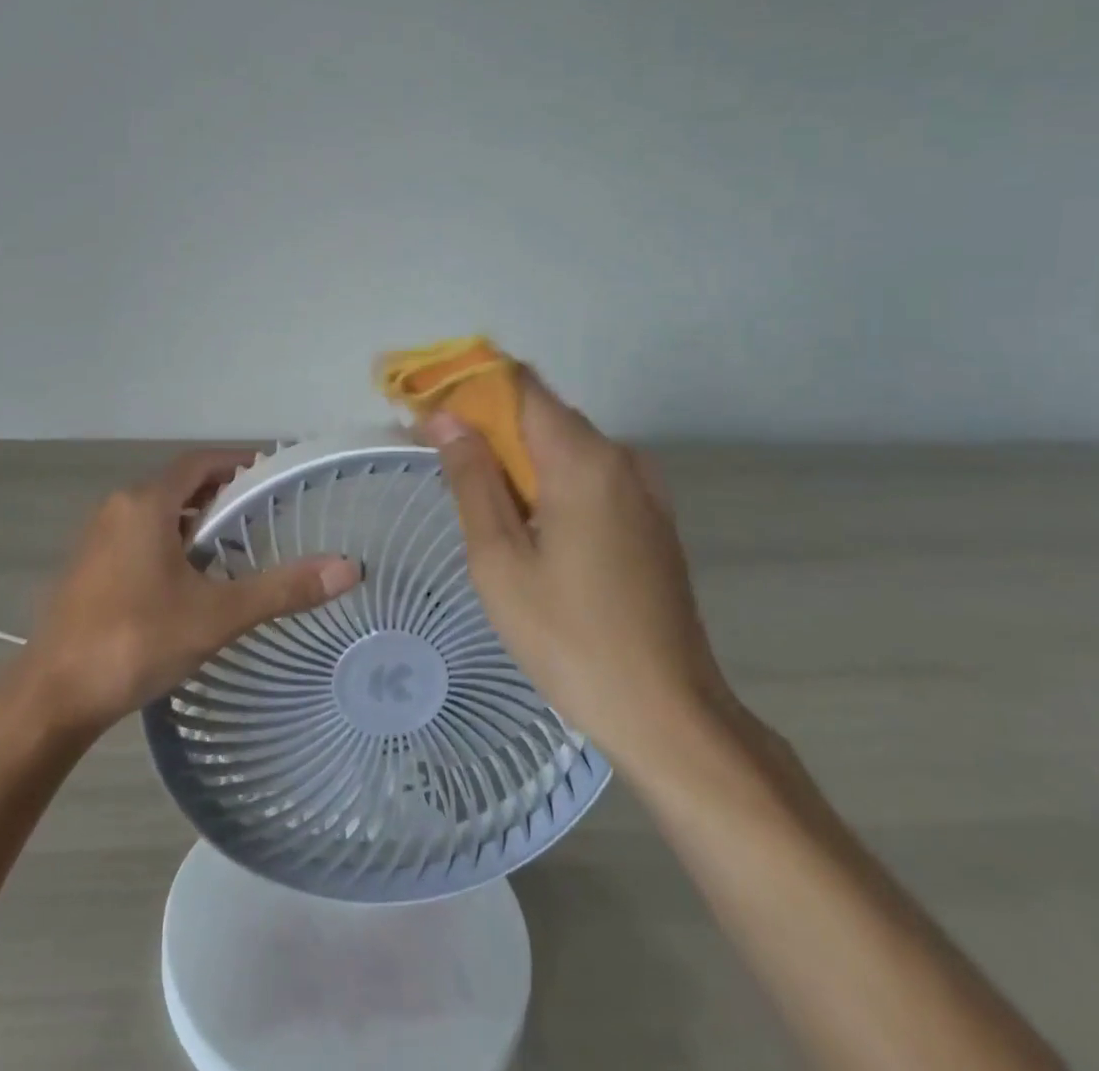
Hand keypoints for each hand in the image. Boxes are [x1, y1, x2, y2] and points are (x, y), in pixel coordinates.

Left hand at [23, 449, 361, 732]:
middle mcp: (118, 509)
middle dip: (221, 495)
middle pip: (179, 486)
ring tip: (235, 548)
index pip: (200, 462)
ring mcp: (97, 539)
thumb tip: (349, 568)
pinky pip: (138, 538)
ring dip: (194, 522)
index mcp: (145, 503)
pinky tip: (190, 581)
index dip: (237, 463)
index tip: (272, 475)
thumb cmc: (135, 641)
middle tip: (264, 517)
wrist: (51, 698)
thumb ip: (282, 589)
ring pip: (157, 514)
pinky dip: (169, 543)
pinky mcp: (87, 569)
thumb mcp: (217, 615)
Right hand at [425, 372, 732, 769]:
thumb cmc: (569, 638)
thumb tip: (447, 419)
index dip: (471, 386)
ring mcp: (644, 488)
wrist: (669, 713)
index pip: (520, 385)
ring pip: (567, 445)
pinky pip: (591, 475)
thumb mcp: (499, 560)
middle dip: (488, 423)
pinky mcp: (652, 518)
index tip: (430, 407)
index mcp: (582, 459)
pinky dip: (551, 478)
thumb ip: (472, 479)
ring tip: (476, 495)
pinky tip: (526, 522)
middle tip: (440, 455)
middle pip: (543, 413)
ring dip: (518, 454)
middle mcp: (620, 458)